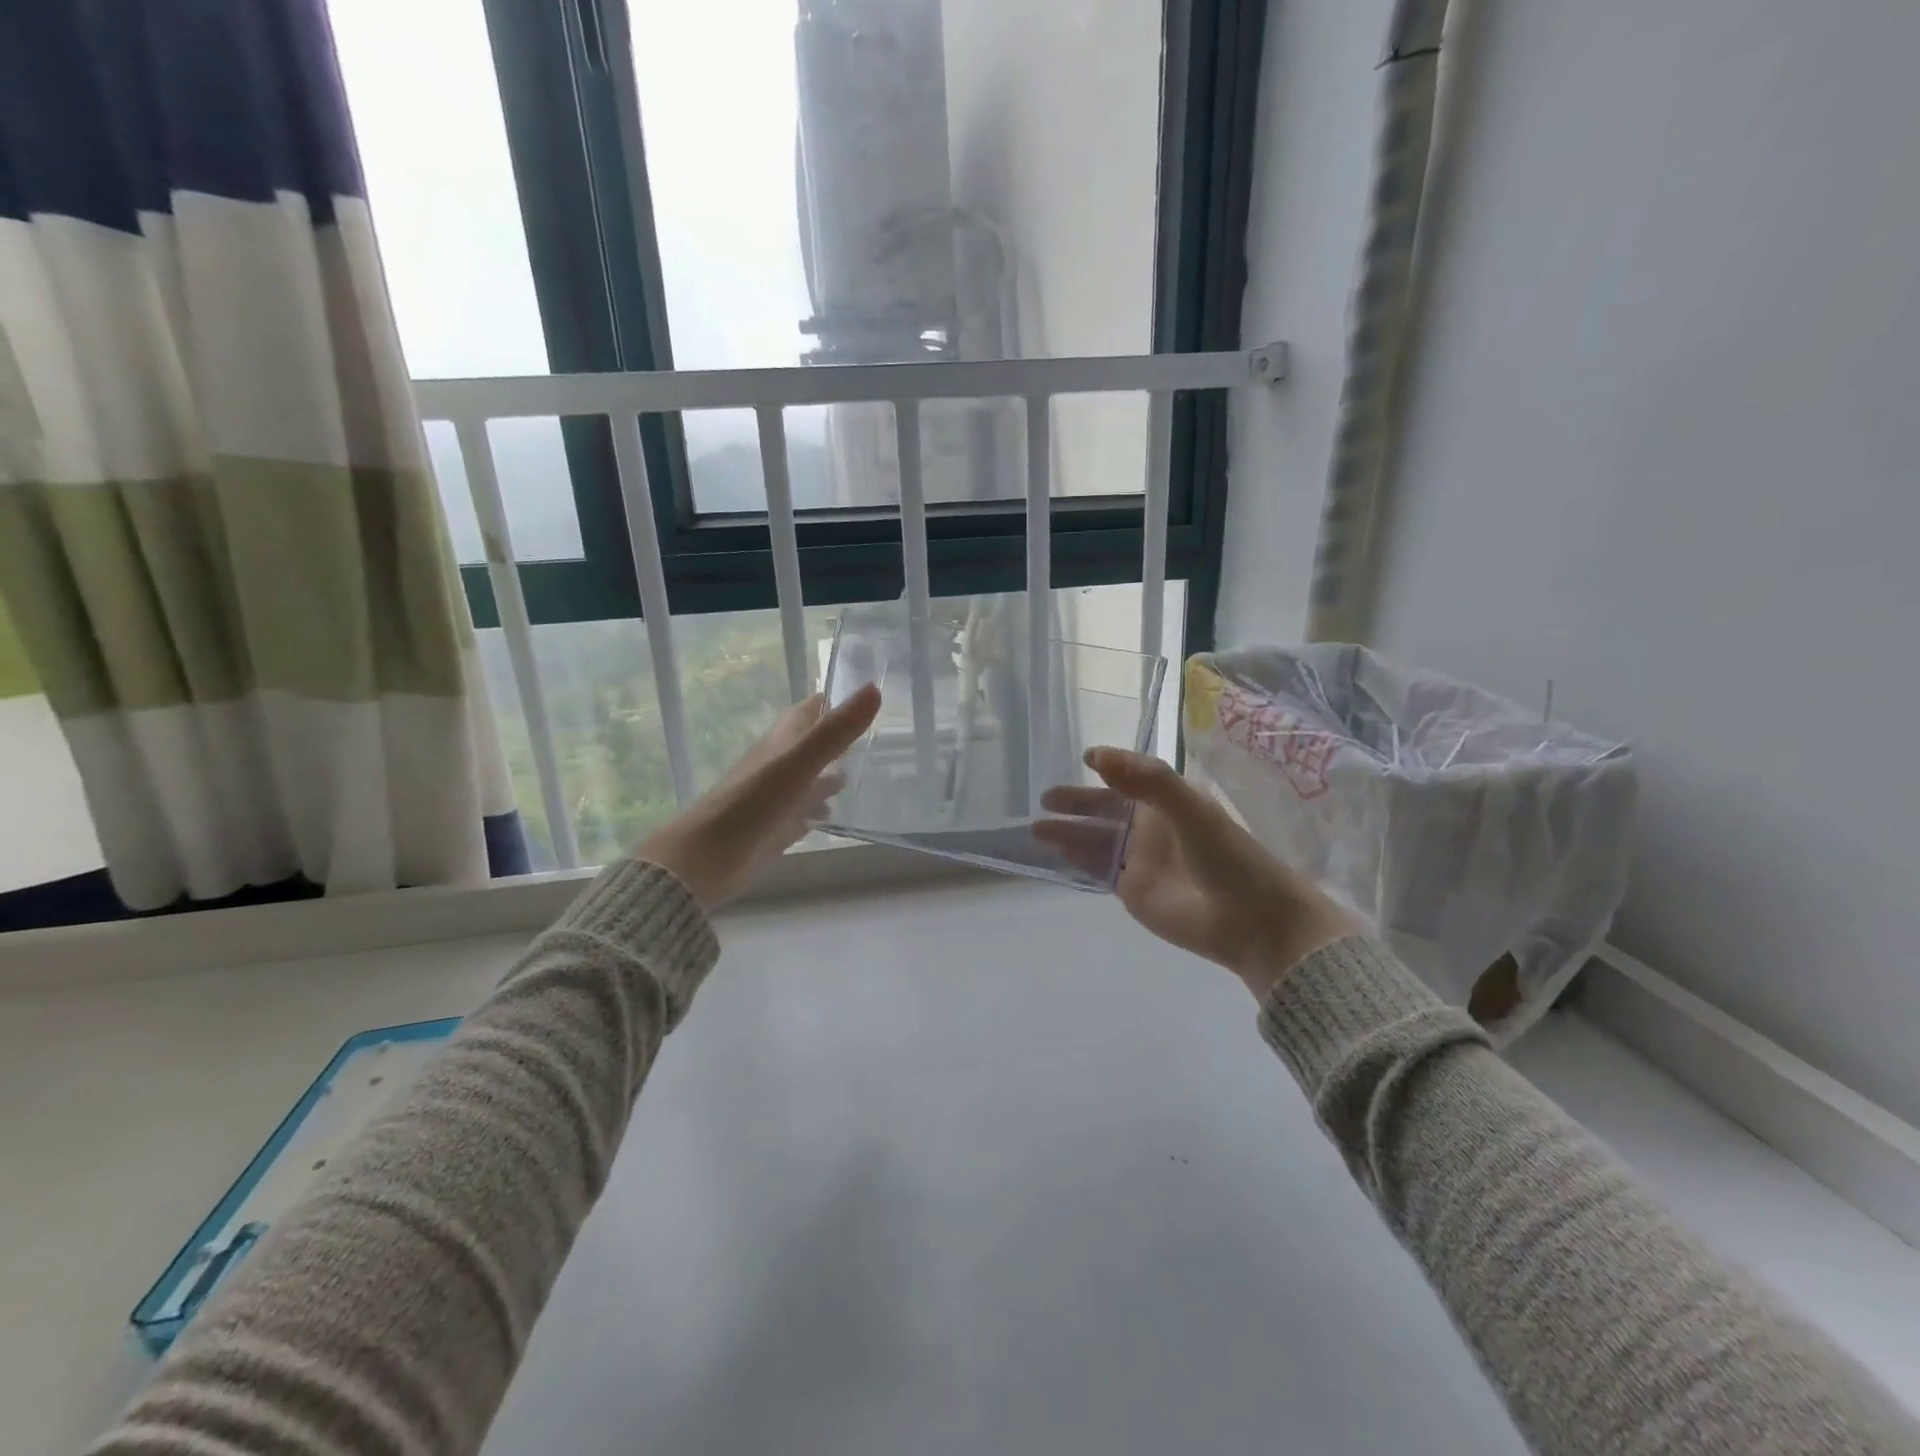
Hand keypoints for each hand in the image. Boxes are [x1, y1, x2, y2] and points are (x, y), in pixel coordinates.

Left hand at [636, 683, 880, 908]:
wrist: (707, 856)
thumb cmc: (753, 802)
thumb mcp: (800, 761)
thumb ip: (837, 729)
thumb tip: (875, 688)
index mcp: (783, 741)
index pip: (812, 710)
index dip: (836, 701)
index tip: (870, 696)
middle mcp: (780, 763)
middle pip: (813, 744)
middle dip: (841, 738)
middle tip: (879, 738)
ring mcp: (777, 796)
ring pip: (810, 778)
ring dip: (832, 775)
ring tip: (867, 776)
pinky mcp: (777, 827)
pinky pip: (804, 811)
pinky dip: (821, 808)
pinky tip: (838, 814)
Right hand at [1035, 748, 1359, 1000]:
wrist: (1250, 920)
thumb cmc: (1227, 857)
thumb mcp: (1190, 809)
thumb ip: (1147, 780)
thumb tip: (1095, 756)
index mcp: (1168, 801)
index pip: (1130, 777)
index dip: (1109, 767)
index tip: (1083, 757)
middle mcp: (1151, 826)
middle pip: (1106, 809)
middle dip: (1076, 803)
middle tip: (1045, 798)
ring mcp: (1140, 859)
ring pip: (1097, 840)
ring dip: (1068, 832)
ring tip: (1036, 827)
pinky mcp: (1132, 890)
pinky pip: (1098, 869)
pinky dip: (1077, 860)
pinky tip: (1054, 853)